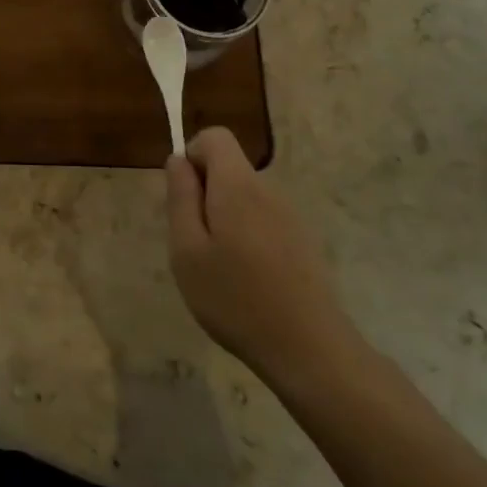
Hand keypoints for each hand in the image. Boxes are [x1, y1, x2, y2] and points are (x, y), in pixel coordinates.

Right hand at [164, 127, 365, 392]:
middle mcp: (268, 191)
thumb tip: (178, 160)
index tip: (184, 198)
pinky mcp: (303, 242)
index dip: (192, 156)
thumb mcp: (187, 250)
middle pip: (229, 169)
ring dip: (224, 220)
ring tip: (220, 269)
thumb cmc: (235, 298)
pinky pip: (263, 221)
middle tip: (195, 244)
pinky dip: (247, 238)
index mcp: (238, 186)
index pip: (215, 137)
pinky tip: (247, 282)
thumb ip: (180, 198)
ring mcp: (290, 217)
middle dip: (205, 195)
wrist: (309, 349)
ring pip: (244, 198)